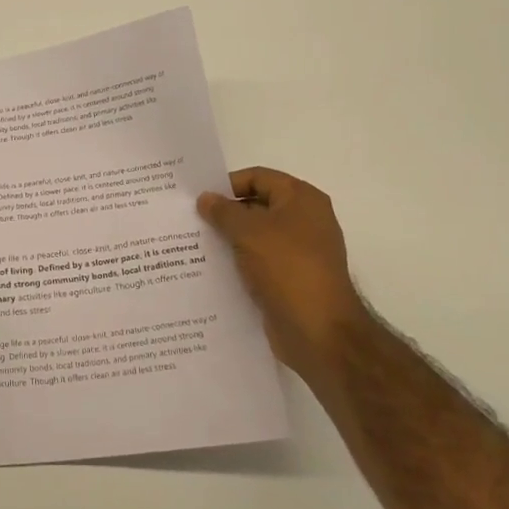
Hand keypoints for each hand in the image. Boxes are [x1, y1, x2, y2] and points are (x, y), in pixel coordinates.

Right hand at [198, 167, 365, 382]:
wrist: (319, 331)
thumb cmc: (287, 268)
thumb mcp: (248, 232)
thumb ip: (223, 211)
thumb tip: (206, 198)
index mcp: (301, 199)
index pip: (257, 177)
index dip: (227, 184)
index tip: (197, 198)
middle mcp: (305, 220)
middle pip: (257, 205)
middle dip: (225, 213)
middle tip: (190, 221)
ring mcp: (300, 251)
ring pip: (256, 236)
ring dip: (229, 239)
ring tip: (193, 244)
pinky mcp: (292, 279)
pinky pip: (259, 261)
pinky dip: (239, 262)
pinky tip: (212, 269)